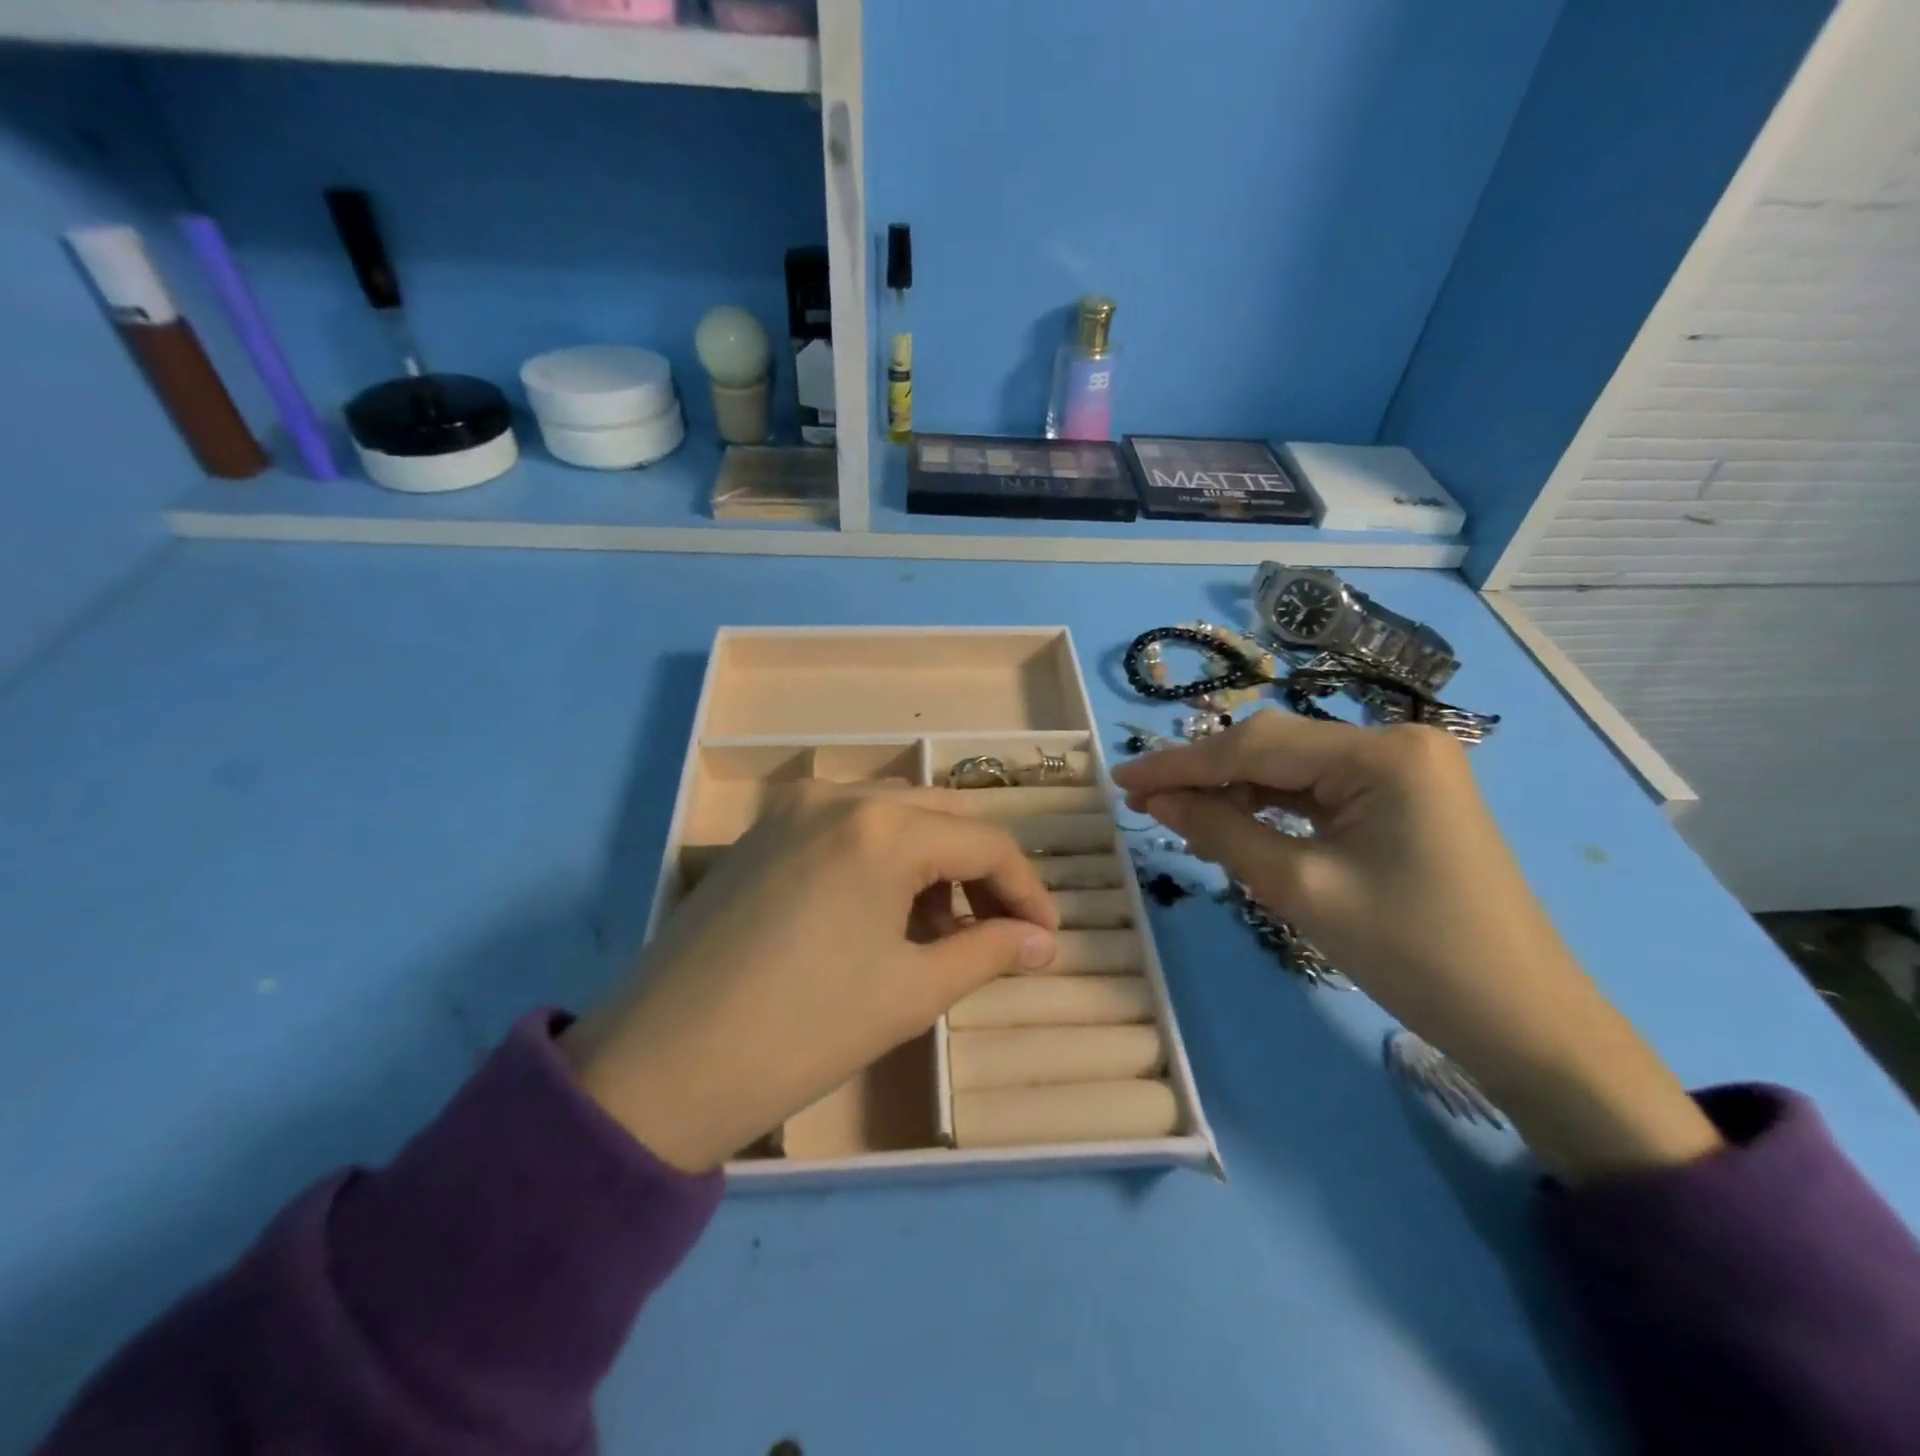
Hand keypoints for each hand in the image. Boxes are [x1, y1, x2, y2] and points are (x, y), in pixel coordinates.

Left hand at [560, 786, 1059, 1172]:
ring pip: (893, 816)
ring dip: (932, 862)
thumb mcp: (910, 992)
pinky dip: (882, 859)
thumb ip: (988, 952)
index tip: (1045, 940)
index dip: (1026, 891)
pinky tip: (879, 913)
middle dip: (981, 872)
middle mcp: (839, 795)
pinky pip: (846, 827)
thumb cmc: (802, 1031)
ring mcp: (792, 809)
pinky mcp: (761, 833)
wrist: (660, 1068)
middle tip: (999, 932)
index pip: (985, 843)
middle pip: (941, 817)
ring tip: (937, 932)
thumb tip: (1042, 942)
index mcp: (882, 827)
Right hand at [1112, 711, 1719, 1182]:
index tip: (1121, 779)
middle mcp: (1396, 741)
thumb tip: (1156, 798)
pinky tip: (1237, 822)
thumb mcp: (1300, 889)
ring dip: (1235, 790)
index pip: (1256, 746)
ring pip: (1293, 767)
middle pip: (1274, 748)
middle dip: (1206, 775)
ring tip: (1180, 815)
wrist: (1524, 1023)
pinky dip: (1272, 805)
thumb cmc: (1413, 956)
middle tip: (1143, 800)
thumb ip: (1220, 831)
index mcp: (1382, 753)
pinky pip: (1319, 789)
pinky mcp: (1404, 796)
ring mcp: (1405, 767)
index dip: (1181, 764)